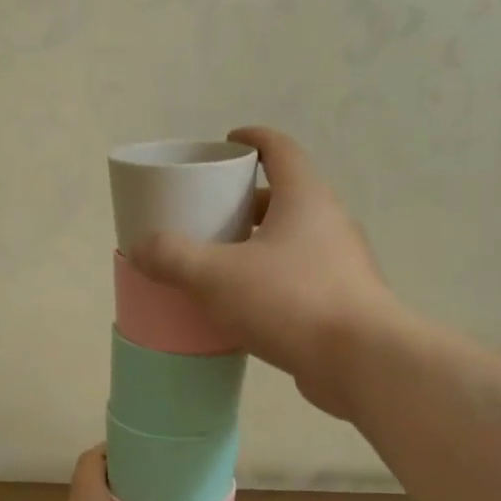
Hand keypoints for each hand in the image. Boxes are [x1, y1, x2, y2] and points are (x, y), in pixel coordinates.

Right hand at [128, 126, 400, 418]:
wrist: (362, 362)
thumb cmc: (291, 300)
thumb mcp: (217, 276)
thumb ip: (174, 258)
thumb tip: (139, 247)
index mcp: (305, 197)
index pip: (280, 149)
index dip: (253, 138)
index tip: (227, 142)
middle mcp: (329, 222)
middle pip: (285, 196)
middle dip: (245, 201)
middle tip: (210, 213)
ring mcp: (342, 263)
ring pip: (293, 240)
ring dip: (258, 244)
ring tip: (221, 261)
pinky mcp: (343, 300)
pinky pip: (300, 277)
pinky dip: (272, 279)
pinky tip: (245, 305)